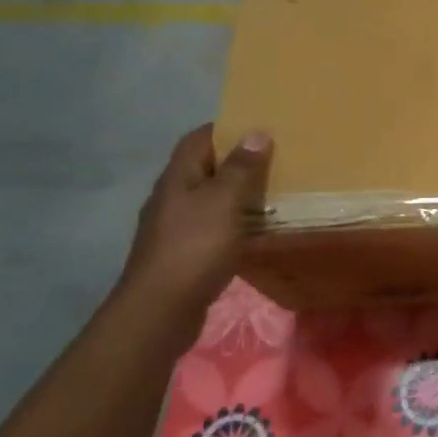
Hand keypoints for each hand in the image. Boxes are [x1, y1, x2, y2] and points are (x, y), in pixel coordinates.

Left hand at [119, 124, 271, 313]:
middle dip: (237, 161)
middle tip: (276, 159)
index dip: (226, 128)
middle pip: (204, 168)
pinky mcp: (184, 253)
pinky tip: (256, 230)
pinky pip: (213, 226)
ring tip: (274, 192)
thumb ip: (241, 168)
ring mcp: (175, 227)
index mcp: (177, 178)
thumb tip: (256, 132)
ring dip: (238, 194)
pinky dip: (235, 223)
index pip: (198, 139)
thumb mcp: (224, 202)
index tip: (260, 127)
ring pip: (210, 199)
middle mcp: (172, 198)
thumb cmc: (194, 247)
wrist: (161, 309)